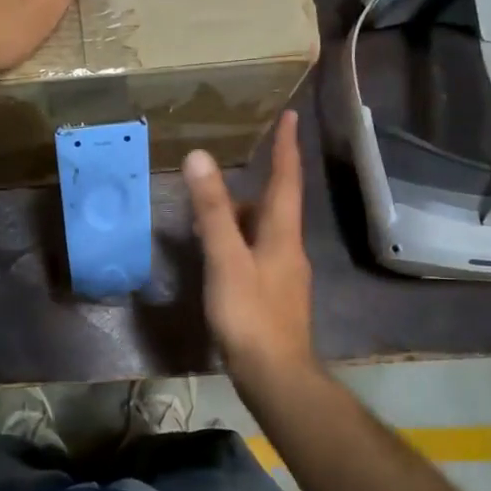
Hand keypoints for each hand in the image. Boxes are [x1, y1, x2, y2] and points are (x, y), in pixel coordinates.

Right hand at [182, 111, 316, 390]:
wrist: (276, 375)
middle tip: (225, 175)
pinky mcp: (274, 296)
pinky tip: (219, 257)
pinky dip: (238, 244)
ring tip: (210, 214)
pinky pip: (257, 255)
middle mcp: (289, 249)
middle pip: (275, 206)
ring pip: (264, 233)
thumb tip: (200, 157)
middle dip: (256, 185)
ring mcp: (284, 275)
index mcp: (282, 234)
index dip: (287, 146)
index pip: (287, 179)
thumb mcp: (226, 259)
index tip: (290, 115)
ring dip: (242, 217)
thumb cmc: (251, 315)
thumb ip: (212, 211)